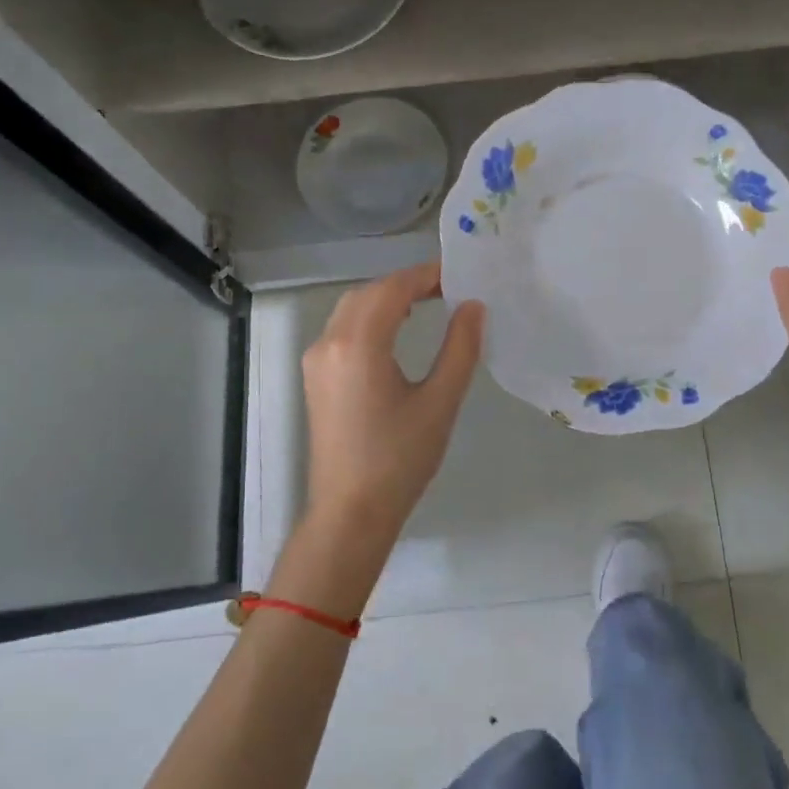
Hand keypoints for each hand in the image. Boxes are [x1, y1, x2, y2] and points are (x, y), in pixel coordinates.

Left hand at [283, 262, 483, 609]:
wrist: (350, 512)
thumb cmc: (399, 460)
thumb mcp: (440, 402)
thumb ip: (460, 348)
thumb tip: (473, 306)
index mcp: (358, 345)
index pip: (392, 289)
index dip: (425, 276)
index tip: (459, 275)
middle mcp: (329, 343)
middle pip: (368, 293)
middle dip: (406, 284)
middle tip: (447, 289)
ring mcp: (316, 361)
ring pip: (351, 309)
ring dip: (386, 299)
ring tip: (427, 304)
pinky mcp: (315, 378)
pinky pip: (342, 330)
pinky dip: (369, 318)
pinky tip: (395, 331)